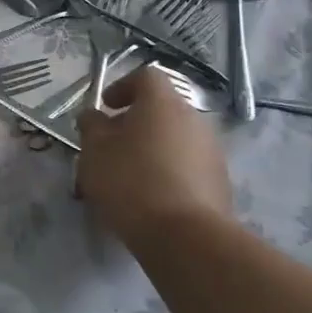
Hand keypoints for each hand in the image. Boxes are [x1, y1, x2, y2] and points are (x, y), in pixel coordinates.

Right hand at [76, 66, 230, 242]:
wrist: (185, 236)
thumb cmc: (131, 182)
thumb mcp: (94, 152)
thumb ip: (91, 127)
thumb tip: (93, 115)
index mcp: (162, 102)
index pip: (145, 76)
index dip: (122, 87)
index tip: (106, 108)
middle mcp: (193, 118)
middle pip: (162, 108)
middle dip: (135, 122)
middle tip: (112, 145)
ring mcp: (212, 150)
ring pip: (175, 138)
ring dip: (153, 147)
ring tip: (130, 176)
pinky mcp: (220, 181)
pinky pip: (188, 165)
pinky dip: (169, 170)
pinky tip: (152, 197)